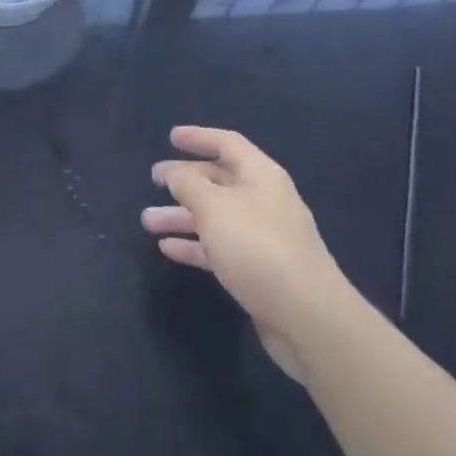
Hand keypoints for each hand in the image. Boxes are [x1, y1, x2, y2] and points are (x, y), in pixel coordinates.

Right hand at [141, 127, 345, 383]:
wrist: (307, 318)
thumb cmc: (257, 247)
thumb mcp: (214, 207)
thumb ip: (189, 184)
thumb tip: (176, 174)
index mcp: (260, 176)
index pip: (227, 144)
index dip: (199, 137)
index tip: (170, 137)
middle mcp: (264, 200)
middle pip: (219, 181)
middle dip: (185, 180)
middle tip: (153, 180)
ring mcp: (263, 237)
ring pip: (215, 217)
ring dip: (182, 216)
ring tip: (147, 221)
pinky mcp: (259, 271)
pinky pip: (220, 248)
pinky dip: (194, 245)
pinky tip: (168, 249)